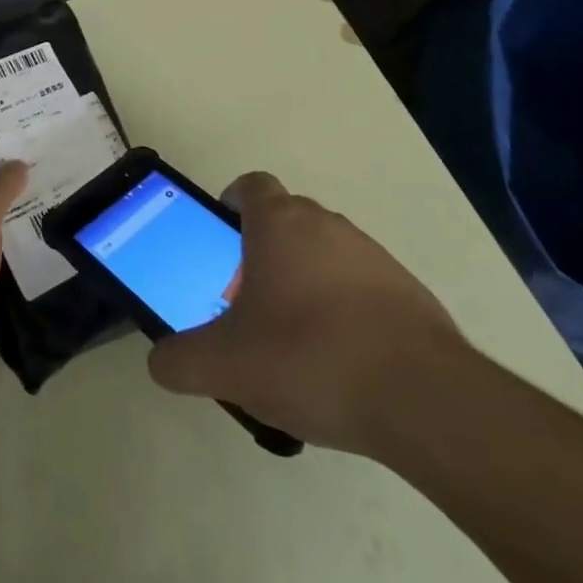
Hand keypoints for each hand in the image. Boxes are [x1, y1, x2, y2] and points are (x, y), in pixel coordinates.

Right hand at [147, 172, 469, 460]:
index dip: (232, 203)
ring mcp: (371, 254)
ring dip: (304, 281)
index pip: (251, 186)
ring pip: (324, 253)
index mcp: (280, 224)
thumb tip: (161, 360)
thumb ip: (180, 360)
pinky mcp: (406, 290)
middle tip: (248, 302)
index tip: (221, 237)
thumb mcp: (225, 366)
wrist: (421, 397)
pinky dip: (343, 309)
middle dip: (262, 252)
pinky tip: (338, 363)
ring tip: (293, 341)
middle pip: (286, 220)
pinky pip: (360, 285)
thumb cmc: (309, 358)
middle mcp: (326, 225)